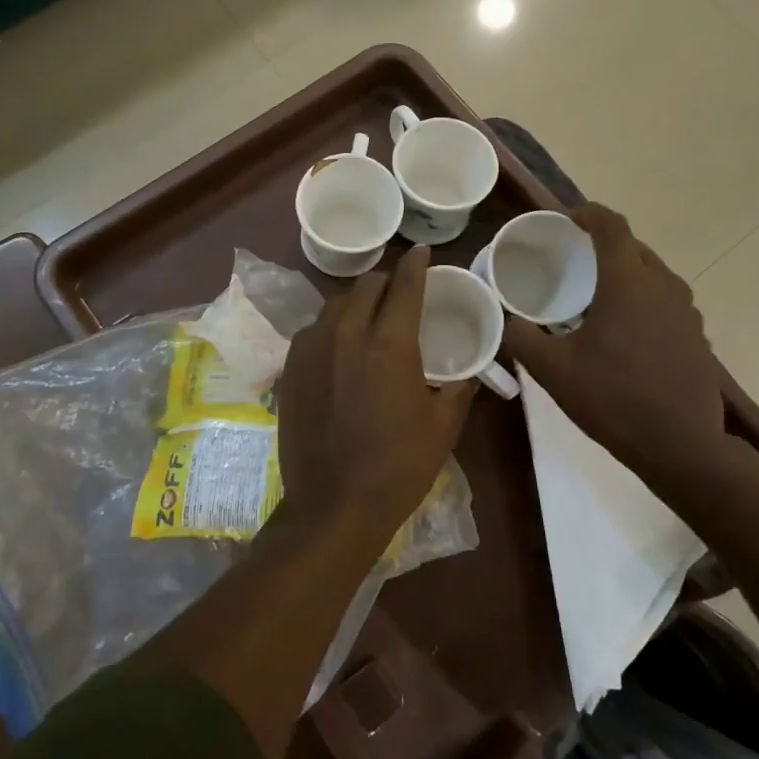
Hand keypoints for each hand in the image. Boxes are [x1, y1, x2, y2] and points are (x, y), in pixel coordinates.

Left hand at [277, 245, 476, 541]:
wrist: (334, 504)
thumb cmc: (398, 467)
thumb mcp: (443, 427)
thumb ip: (458, 388)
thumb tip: (468, 370)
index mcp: (389, 345)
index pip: (404, 286)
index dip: (416, 265)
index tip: (422, 253)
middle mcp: (346, 335)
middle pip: (366, 287)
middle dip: (386, 283)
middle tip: (399, 293)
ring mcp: (311, 350)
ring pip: (335, 305)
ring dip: (356, 303)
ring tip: (369, 318)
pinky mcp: (290, 369)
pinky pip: (313, 331)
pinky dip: (331, 329)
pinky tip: (339, 348)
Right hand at [504, 205, 749, 495]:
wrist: (680, 446)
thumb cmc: (613, 399)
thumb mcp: (552, 370)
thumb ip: (522, 337)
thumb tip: (506, 320)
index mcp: (628, 283)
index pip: (612, 226)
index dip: (588, 214)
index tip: (566, 220)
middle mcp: (664, 287)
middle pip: (634, 248)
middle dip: (603, 245)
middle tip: (573, 260)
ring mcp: (687, 313)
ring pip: (653, 275)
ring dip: (624, 274)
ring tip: (595, 295)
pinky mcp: (696, 337)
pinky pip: (665, 302)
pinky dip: (642, 301)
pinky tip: (622, 332)